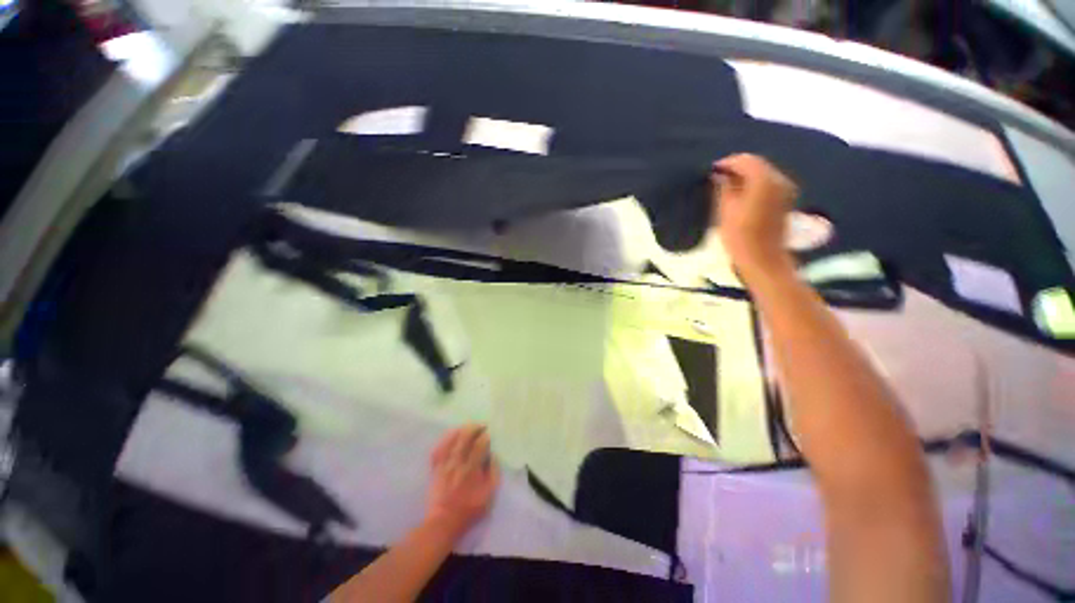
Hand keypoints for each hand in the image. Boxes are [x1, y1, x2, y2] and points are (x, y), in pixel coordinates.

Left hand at [424, 424, 499, 539]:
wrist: (444, 522)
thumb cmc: (469, 509)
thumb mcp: (489, 495)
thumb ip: (493, 473)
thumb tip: (493, 455)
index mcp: (472, 469)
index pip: (479, 445)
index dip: (485, 436)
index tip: (489, 434)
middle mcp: (457, 463)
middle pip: (465, 438)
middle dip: (474, 428)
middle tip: (481, 426)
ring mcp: (444, 465)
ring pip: (451, 440)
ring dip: (461, 430)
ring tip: (468, 427)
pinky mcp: (436, 468)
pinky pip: (438, 449)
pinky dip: (445, 440)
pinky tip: (451, 435)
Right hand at [712, 154, 798, 282]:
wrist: (762, 258)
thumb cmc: (739, 236)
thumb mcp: (725, 210)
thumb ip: (723, 187)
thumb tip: (719, 175)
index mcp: (763, 180)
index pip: (744, 160)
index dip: (727, 163)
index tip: (711, 170)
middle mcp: (779, 179)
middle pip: (756, 164)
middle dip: (737, 168)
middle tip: (717, 177)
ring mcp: (785, 189)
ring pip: (763, 172)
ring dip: (745, 176)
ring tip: (726, 186)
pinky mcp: (785, 199)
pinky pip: (768, 183)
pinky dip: (754, 184)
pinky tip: (741, 194)